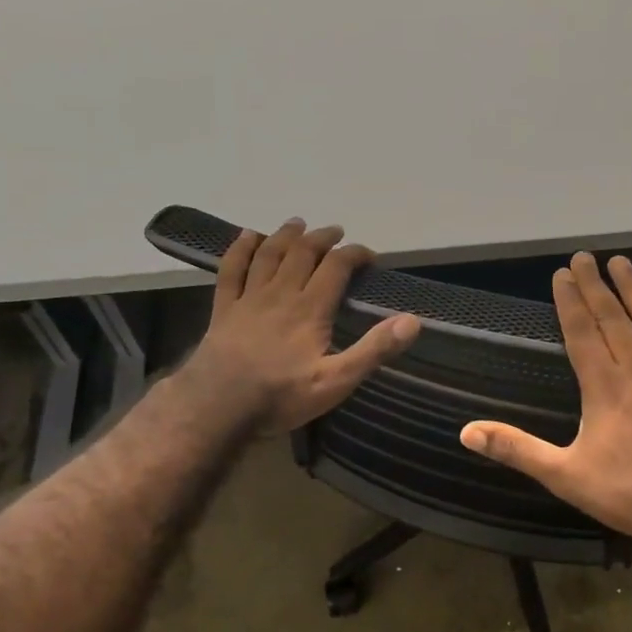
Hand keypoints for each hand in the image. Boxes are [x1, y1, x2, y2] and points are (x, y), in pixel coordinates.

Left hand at [182, 219, 420, 431]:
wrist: (219, 407)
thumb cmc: (281, 396)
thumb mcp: (336, 381)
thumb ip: (374, 350)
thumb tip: (412, 321)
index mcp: (310, 308)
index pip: (336, 267)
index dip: (355, 254)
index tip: (369, 256)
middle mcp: (281, 293)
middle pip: (302, 253)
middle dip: (322, 238)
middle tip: (336, 232)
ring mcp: (249, 299)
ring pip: (269, 254)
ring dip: (286, 235)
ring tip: (298, 224)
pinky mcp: (224, 309)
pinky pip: (231, 269)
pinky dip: (241, 249)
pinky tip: (248, 237)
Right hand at [460, 252, 631, 552]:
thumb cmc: (630, 493)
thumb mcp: (565, 476)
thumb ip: (517, 449)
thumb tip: (466, 433)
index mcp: (604, 385)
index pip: (581, 331)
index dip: (569, 301)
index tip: (561, 274)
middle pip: (613, 317)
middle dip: (596, 285)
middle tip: (585, 257)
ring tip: (623, 263)